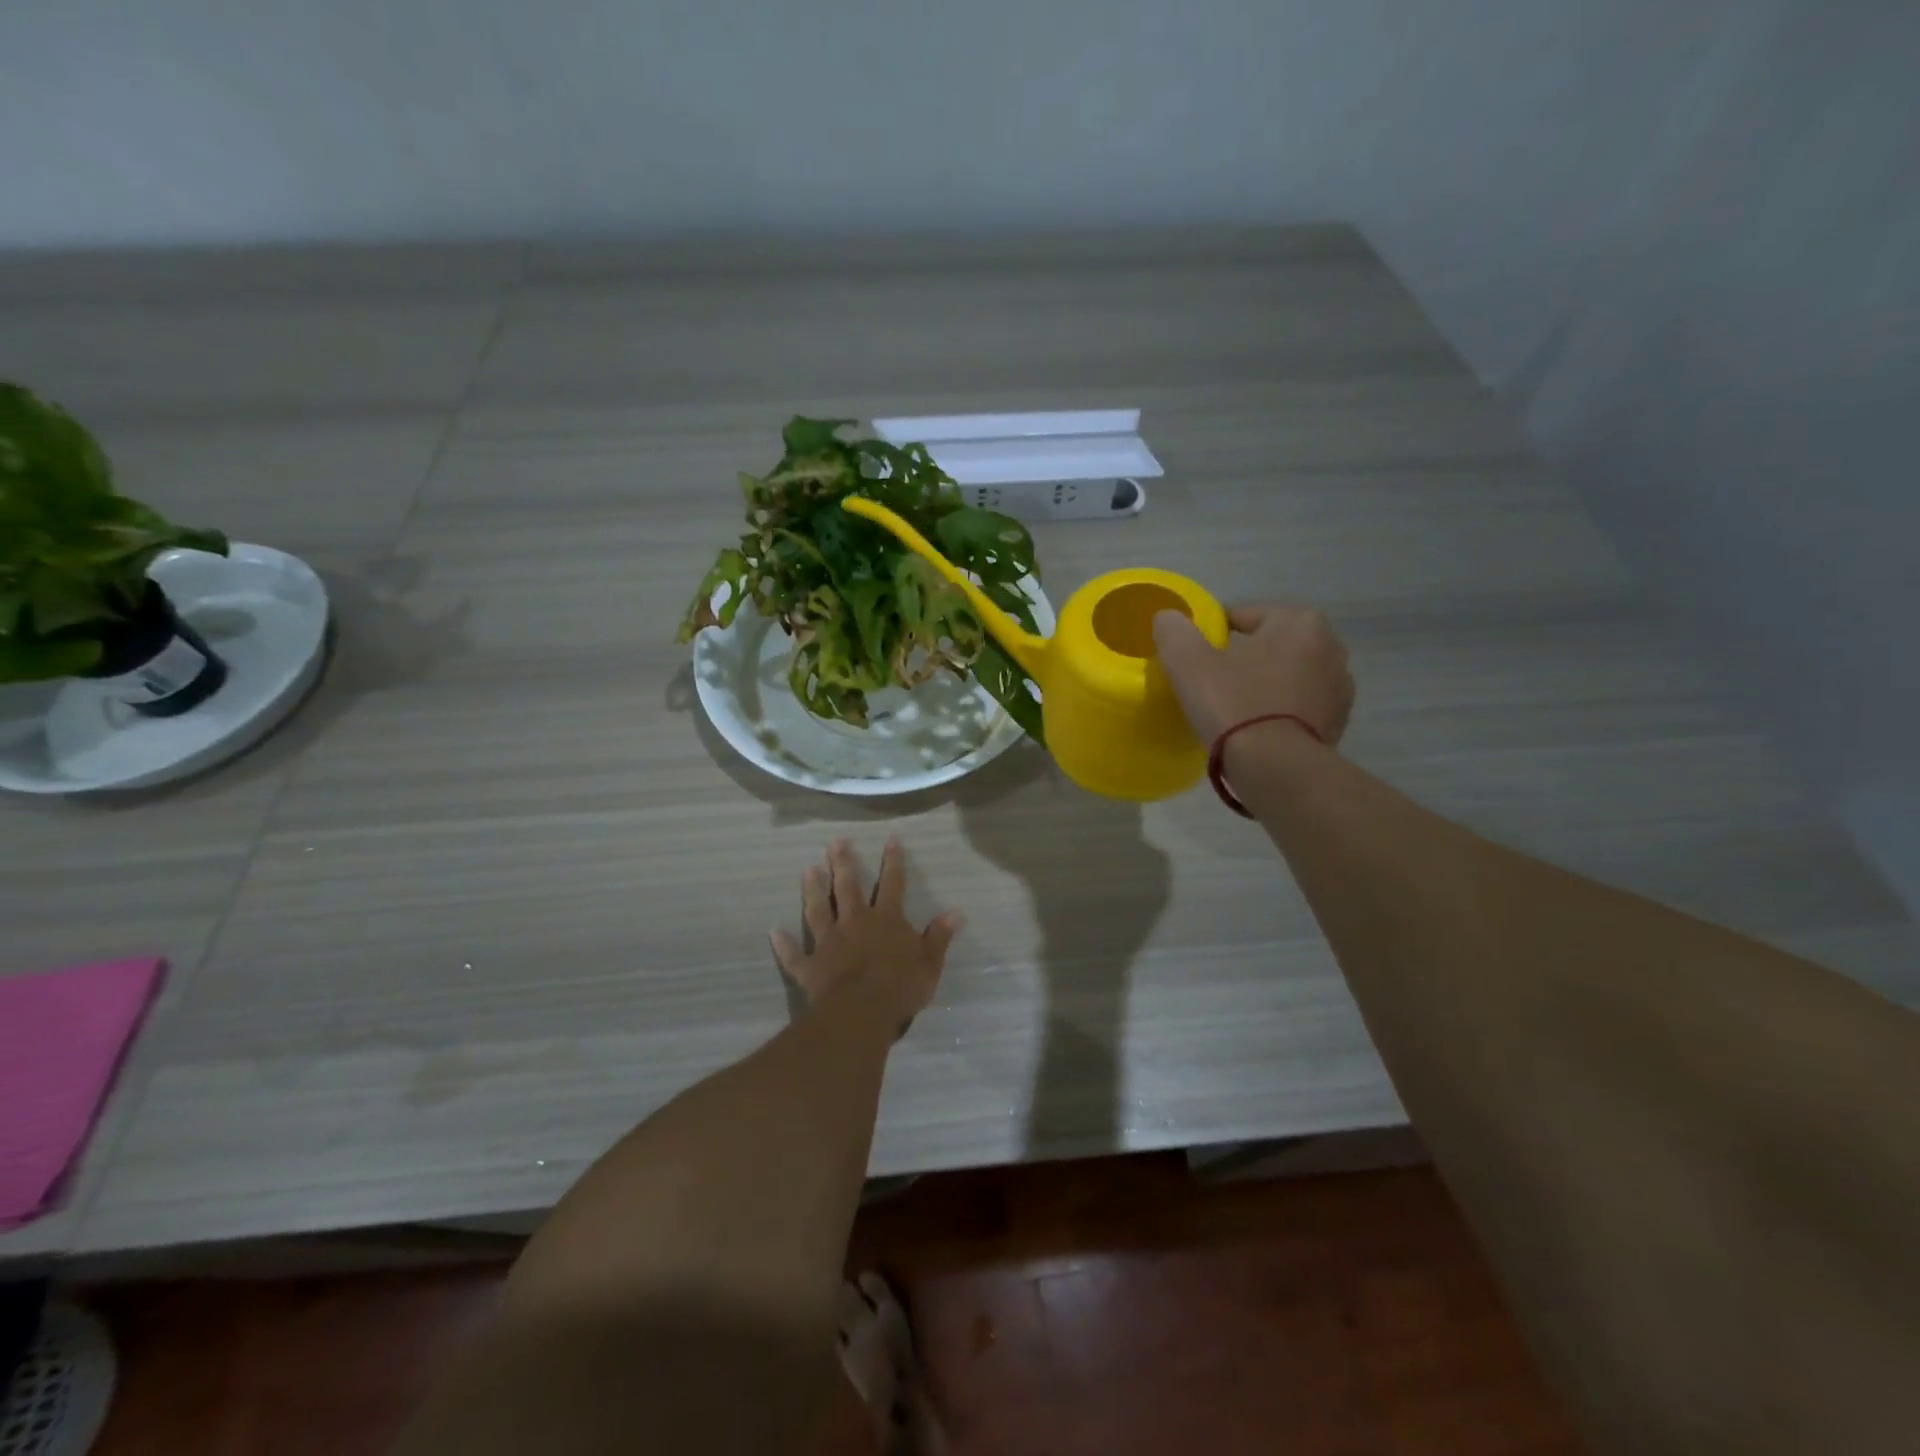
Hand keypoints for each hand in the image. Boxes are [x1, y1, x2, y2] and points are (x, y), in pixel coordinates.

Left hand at [771, 838, 959, 1025]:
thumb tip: (956, 913)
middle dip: (843, 863)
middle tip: (835, 842)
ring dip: (813, 890)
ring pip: (818, 910)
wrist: (861, 1012)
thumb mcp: (929, 962)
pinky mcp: (810, 966)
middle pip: (848, 888)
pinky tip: (774, 932)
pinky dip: (785, 944)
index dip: (893, 861)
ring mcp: (829, 943)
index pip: (893, 884)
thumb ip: (939, 937)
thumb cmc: (900, 987)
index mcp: (886, 920)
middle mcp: (855, 923)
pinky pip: (794, 954)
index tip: (891, 839)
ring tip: (807, 870)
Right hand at [1152, 603, 1353, 747]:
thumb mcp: (1187, 661)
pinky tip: (1255, 729)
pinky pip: (1297, 707)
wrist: (1275, 768)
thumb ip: (1174, 630)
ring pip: (1285, 677)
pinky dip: (1278, 712)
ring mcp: (1340, 688)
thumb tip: (1169, 618)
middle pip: (1268, 645)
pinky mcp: (1337, 723)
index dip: (1211, 636)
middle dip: (1243, 659)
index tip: (1193, 661)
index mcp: (1299, 621)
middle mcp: (1330, 646)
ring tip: (1233, 710)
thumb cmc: (1233, 704)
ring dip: (1263, 685)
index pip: (1242, 616)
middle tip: (1211, 685)